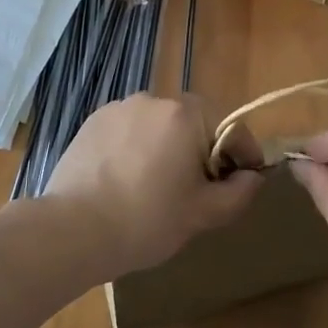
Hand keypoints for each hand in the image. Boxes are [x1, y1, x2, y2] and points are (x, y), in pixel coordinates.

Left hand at [45, 94, 262, 279]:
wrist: (74, 229)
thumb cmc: (148, 220)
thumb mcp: (203, 214)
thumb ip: (238, 192)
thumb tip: (253, 176)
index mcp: (186, 115)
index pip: (231, 128)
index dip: (242, 156)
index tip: (241, 184)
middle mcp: (154, 99)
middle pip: (193, 123)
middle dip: (201, 152)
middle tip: (196, 192)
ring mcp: (119, 108)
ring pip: (158, 127)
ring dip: (166, 148)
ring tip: (155, 188)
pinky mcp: (93, 122)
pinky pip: (128, 131)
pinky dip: (135, 149)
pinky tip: (124, 181)